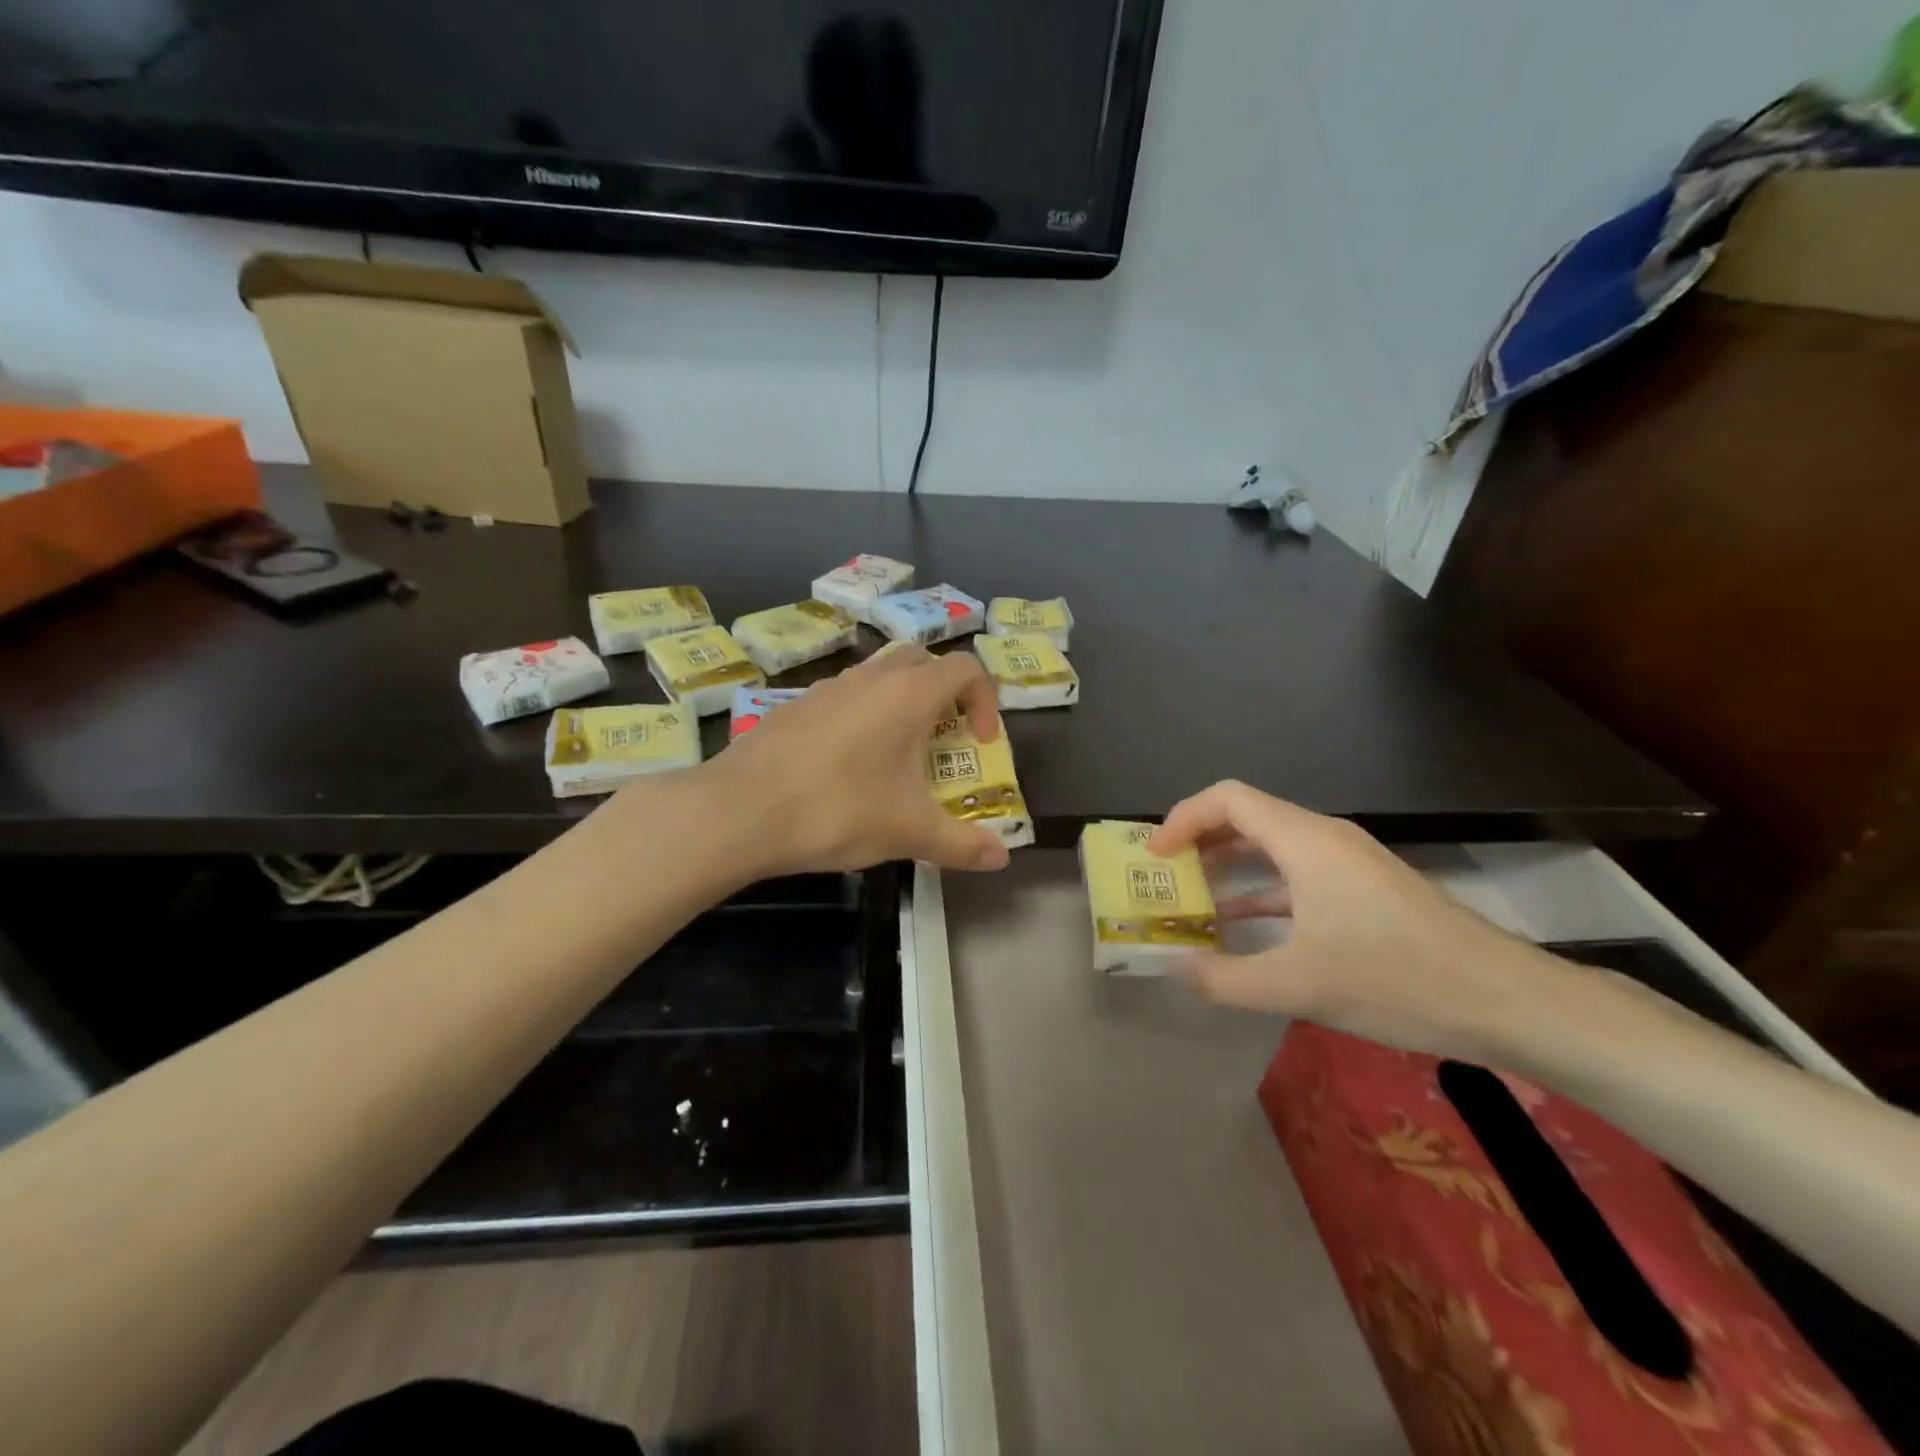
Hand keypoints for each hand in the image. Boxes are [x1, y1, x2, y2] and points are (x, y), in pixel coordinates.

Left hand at [697, 646, 1012, 878]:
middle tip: (944, 738)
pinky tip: (846, 765)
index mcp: (909, 694)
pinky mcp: (795, 706)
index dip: (986, 701)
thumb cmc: (838, 810)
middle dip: (945, 694)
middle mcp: (871, 678)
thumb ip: (962, 844)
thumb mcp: (909, 832)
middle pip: (924, 662)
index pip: (967, 669)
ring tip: (896, 756)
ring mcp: (828, 687)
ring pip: (879, 676)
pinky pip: (844, 697)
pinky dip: (862, 716)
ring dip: (901, 704)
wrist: (739, 811)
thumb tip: (1001, 859)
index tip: (980, 743)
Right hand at [1149, 780, 1569, 1059]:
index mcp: (1305, 841)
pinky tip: (1245, 925)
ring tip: (1193, 897)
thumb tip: (1177, 970)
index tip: (1155, 857)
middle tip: (1165, 875)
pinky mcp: (1366, 889)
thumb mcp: (1298, 986)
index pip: (1228, 799)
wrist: (1508, 1001)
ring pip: (1273, 846)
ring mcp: (1350, 863)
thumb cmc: (1396, 978)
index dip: (1183, 818)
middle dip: (1199, 840)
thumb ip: (1226, 979)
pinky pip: (1298, 873)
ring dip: (1229, 865)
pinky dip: (1263, 889)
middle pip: (1247, 816)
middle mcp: (1325, 838)